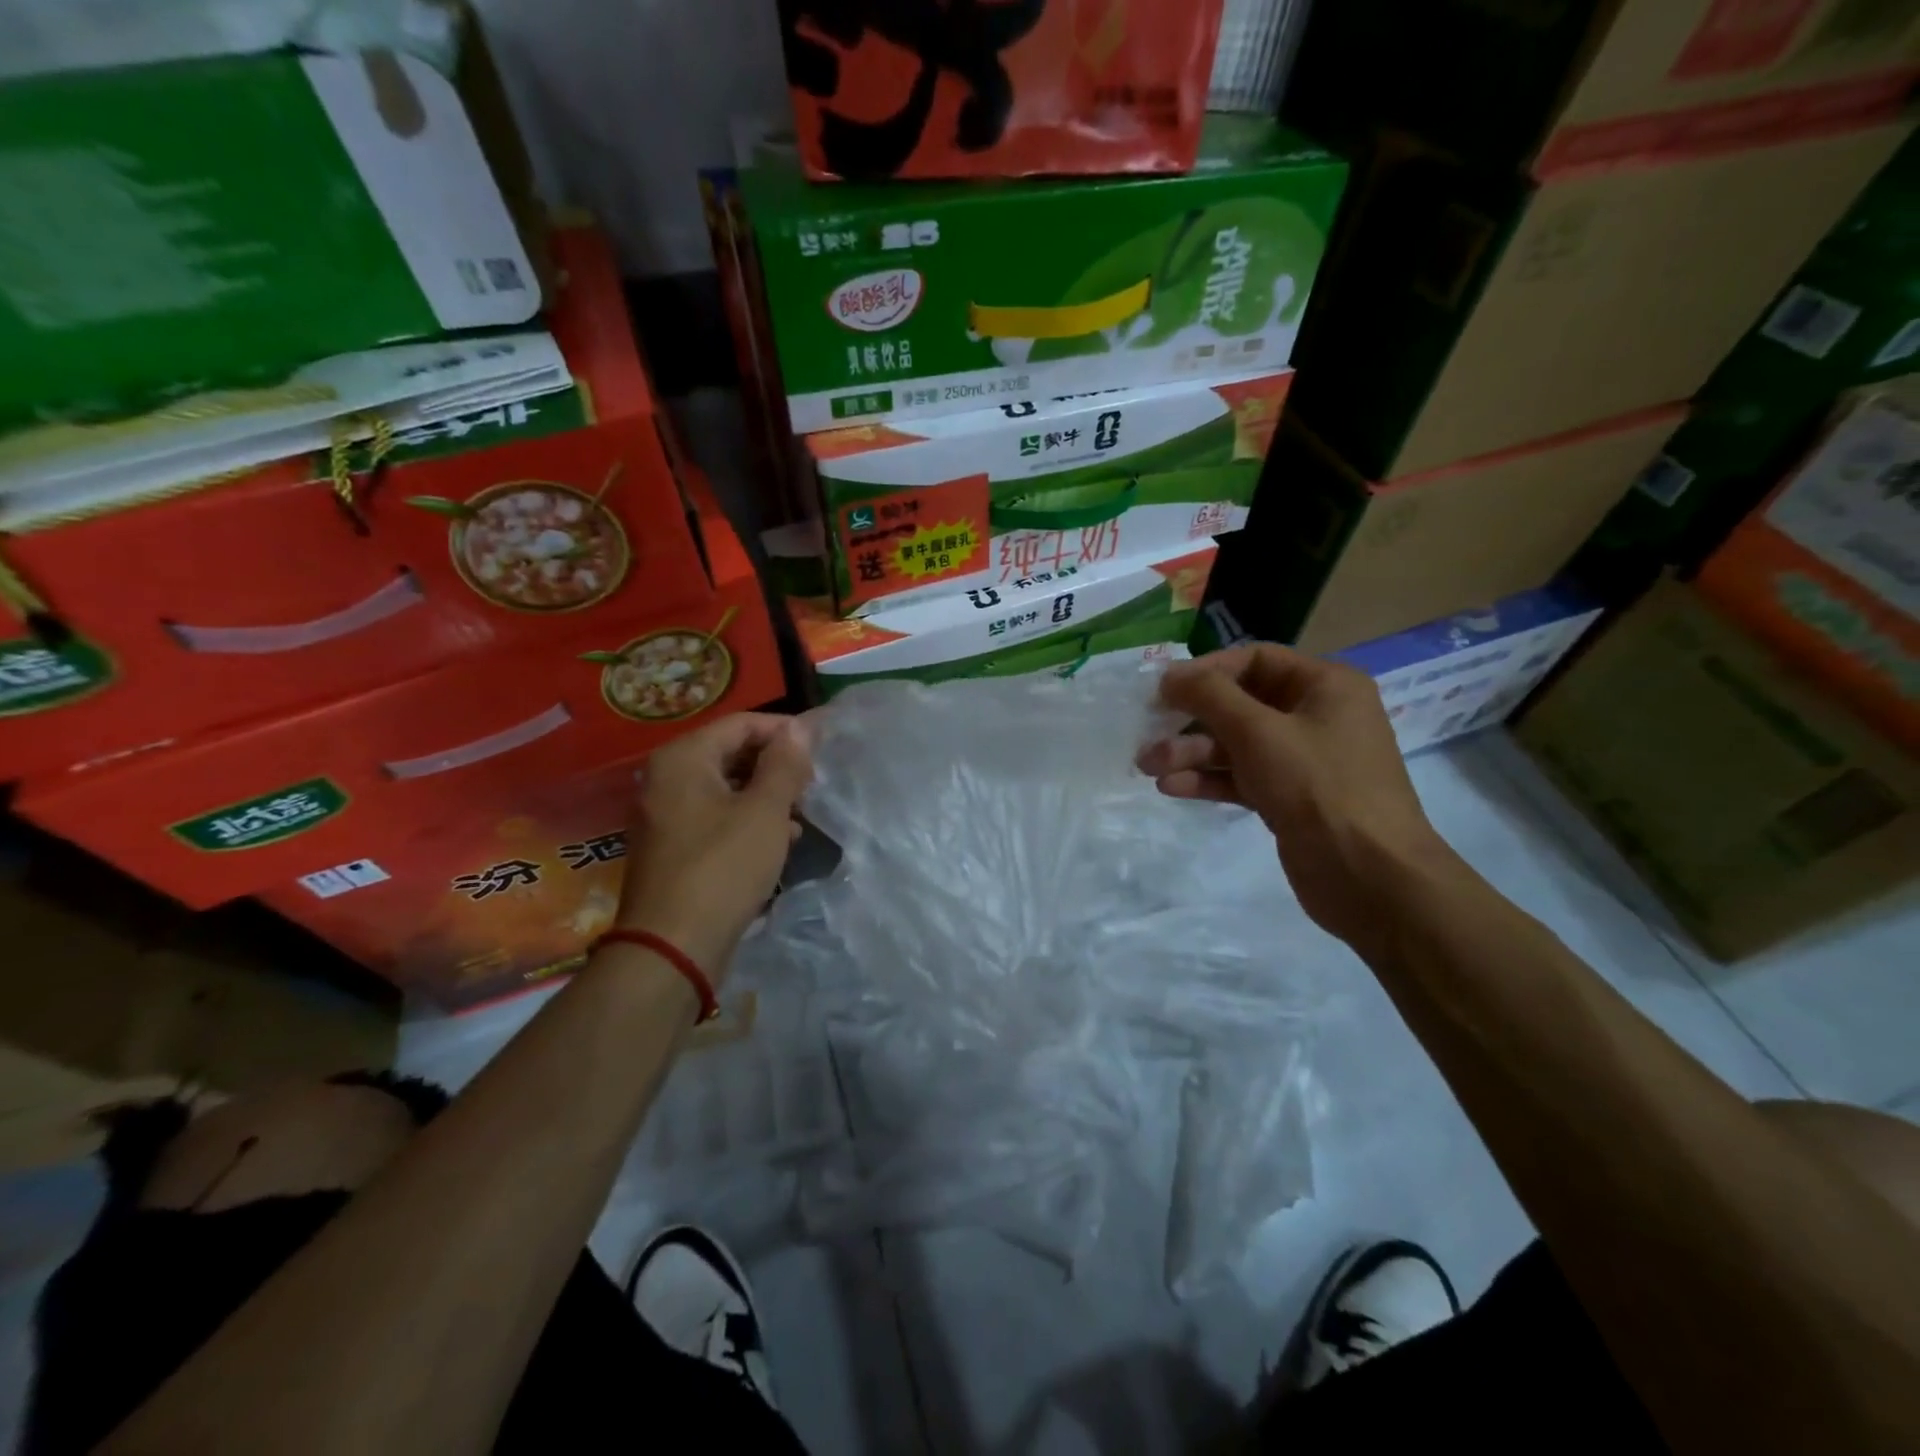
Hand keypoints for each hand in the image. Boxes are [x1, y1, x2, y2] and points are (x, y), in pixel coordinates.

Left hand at [616, 713, 812, 975]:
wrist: (673, 947)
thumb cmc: (722, 868)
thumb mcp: (765, 811)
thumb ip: (785, 764)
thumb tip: (799, 727)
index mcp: (683, 759)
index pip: (742, 724)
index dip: (785, 731)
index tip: (821, 747)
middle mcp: (666, 778)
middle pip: (731, 753)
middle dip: (776, 765)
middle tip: (813, 781)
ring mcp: (666, 815)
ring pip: (727, 788)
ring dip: (766, 794)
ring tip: (802, 810)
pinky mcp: (674, 847)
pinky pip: (716, 817)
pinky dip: (748, 820)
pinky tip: (780, 838)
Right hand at [1136, 645, 1460, 951]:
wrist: (1369, 876)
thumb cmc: (1318, 787)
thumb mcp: (1259, 732)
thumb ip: (1210, 696)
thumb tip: (1170, 674)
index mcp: (1325, 686)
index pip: (1256, 660)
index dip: (1207, 671)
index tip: (1163, 689)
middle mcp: (1316, 716)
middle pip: (1241, 704)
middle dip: (1191, 720)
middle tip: (1147, 732)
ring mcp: (1303, 760)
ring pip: (1237, 744)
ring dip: (1191, 753)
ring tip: (1148, 766)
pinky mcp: (1290, 798)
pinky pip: (1242, 777)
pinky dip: (1209, 779)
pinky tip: (1173, 787)